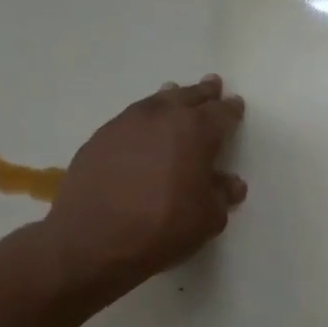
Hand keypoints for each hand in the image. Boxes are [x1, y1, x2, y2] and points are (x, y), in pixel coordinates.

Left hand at [39, 74, 246, 307]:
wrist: (91, 241)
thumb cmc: (162, 227)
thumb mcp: (208, 218)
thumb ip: (222, 195)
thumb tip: (230, 183)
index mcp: (196, 131)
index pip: (221, 113)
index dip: (231, 109)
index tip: (236, 105)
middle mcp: (162, 117)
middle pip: (188, 96)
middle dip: (203, 92)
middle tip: (212, 85)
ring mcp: (126, 124)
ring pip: (156, 101)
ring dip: (171, 97)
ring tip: (175, 94)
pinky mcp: (99, 138)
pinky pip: (130, 119)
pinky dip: (143, 120)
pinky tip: (143, 130)